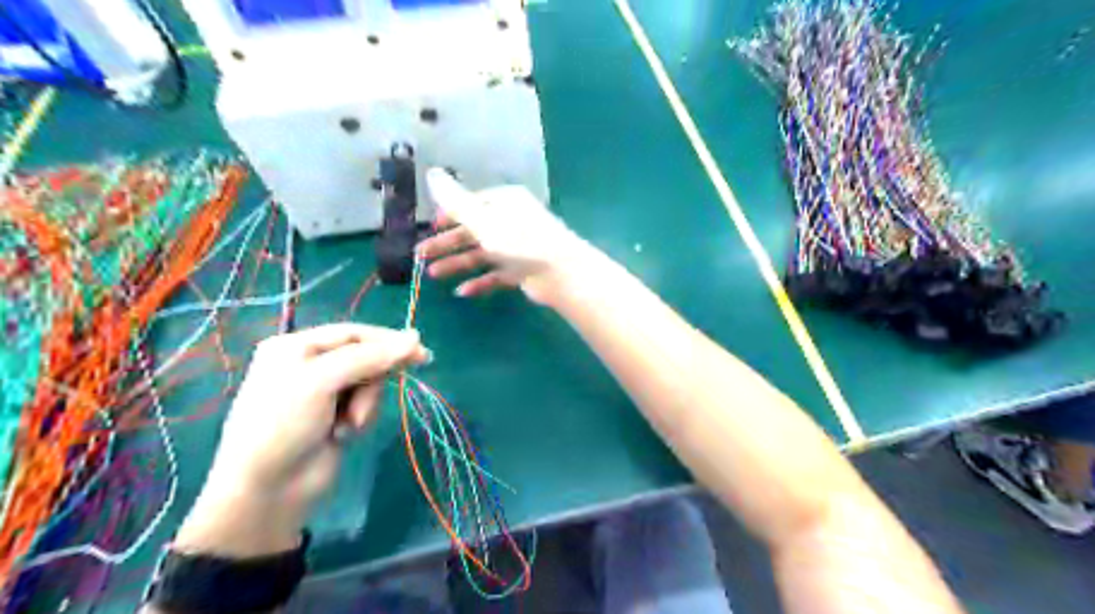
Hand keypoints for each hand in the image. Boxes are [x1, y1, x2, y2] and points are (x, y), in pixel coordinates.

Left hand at [175, 323, 426, 558]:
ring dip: (365, 403)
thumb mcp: (322, 381)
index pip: (353, 333)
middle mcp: (310, 364)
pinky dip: (361, 417)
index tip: (420, 351)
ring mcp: (323, 392)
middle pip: (365, 358)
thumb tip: (415, 338)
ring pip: (369, 383)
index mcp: (296, 346)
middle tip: (391, 386)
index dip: (387, 340)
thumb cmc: (284, 424)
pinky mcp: (336, 415)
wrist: (268, 489)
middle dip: (371, 380)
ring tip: (347, 424)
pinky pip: (365, 404)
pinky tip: (342, 433)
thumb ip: (369, 358)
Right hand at [418, 168, 595, 303]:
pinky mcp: (523, 270)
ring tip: (434, 275)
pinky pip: (496, 275)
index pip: (471, 204)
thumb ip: (455, 201)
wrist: (561, 273)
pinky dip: (480, 282)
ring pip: (482, 253)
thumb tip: (431, 172)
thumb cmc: (520, 241)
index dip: (448, 215)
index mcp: (504, 201)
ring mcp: (518, 247)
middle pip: (473, 230)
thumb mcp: (483, 219)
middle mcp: (511, 220)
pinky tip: (462, 292)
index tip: (430, 227)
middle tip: (420, 255)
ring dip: (458, 263)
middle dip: (446, 243)